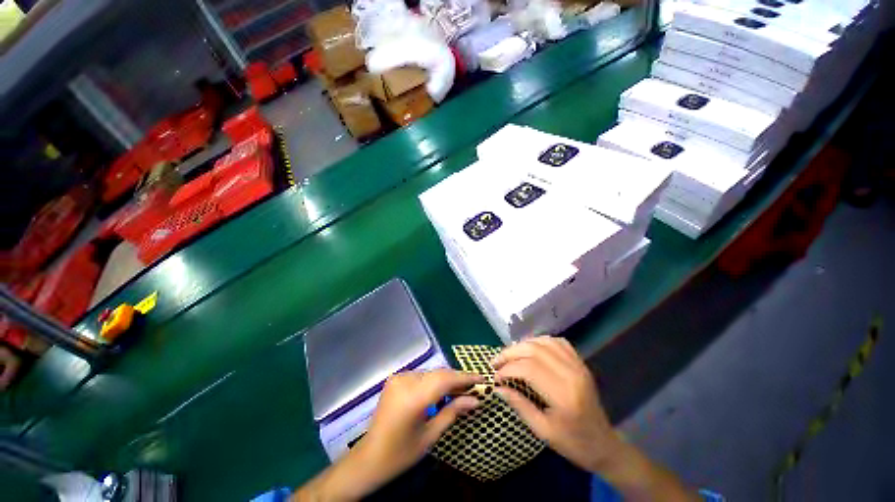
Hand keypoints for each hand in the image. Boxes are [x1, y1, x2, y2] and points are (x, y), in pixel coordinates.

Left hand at [293, 369, 480, 500]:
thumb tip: (476, 400)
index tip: (482, 378)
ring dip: (446, 379)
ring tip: (461, 389)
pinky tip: (441, 391)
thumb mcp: (430, 436)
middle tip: (474, 385)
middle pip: (438, 373)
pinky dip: (433, 381)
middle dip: (457, 378)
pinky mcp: (395, 378)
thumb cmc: (401, 453)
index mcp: (413, 397)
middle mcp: (405, 381)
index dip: (465, 377)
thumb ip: (453, 412)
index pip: (445, 379)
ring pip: (430, 373)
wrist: (369, 458)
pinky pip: (421, 375)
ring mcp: (398, 377)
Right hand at [492, 337, 698, 501]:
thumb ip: (519, 405)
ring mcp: (578, 365)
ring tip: (509, 355)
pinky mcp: (580, 362)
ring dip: (522, 345)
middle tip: (496, 362)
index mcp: (564, 395)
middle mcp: (572, 373)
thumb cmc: (573, 443)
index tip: (495, 376)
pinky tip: (530, 349)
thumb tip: (497, 387)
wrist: (604, 444)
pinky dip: (539, 341)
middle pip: (534, 350)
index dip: (507, 369)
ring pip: (544, 342)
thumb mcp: (543, 431)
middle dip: (510, 353)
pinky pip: (557, 342)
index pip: (528, 368)